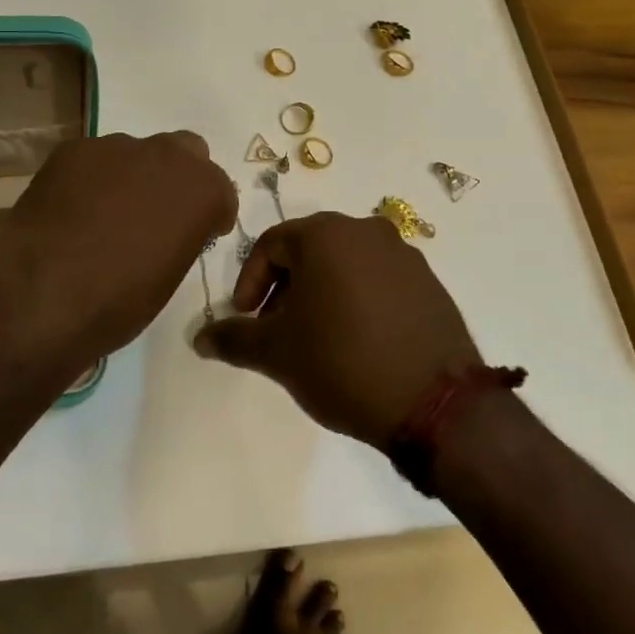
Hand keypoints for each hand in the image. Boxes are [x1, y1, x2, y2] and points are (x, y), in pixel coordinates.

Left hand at [0, 131, 236, 368]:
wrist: (41, 297)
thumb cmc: (118, 302)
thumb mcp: (170, 276)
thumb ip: (182, 236)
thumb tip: (169, 228)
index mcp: (200, 189)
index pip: (220, 190)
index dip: (210, 214)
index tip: (199, 234)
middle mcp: (165, 156)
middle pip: (186, 152)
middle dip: (178, 178)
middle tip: (157, 215)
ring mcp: (116, 147)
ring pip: (136, 153)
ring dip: (132, 177)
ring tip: (105, 216)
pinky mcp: (73, 150)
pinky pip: (93, 160)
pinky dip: (91, 180)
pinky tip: (73, 211)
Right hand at [193, 212, 482, 447]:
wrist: (435, 403)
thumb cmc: (342, 362)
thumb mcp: (276, 353)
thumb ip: (233, 339)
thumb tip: (199, 337)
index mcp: (326, 234)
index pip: (271, 244)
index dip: (250, 281)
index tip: (246, 318)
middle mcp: (366, 230)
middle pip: (310, 250)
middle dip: (286, 287)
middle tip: (277, 328)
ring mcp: (404, 254)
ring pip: (346, 264)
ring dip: (322, 293)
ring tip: (317, 338)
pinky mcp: (430, 282)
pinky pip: (379, 280)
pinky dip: (358, 299)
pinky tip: (358, 340)